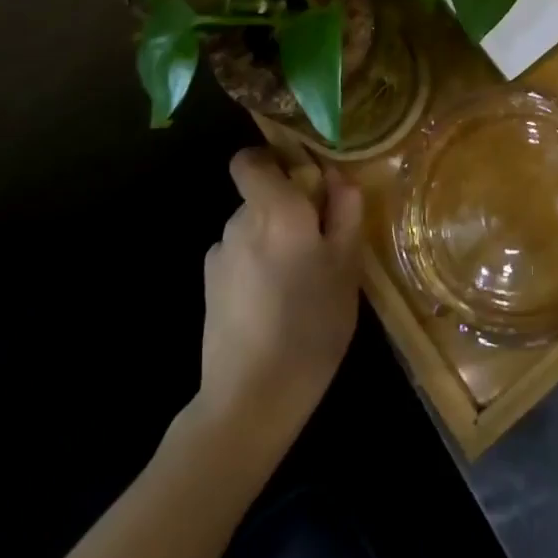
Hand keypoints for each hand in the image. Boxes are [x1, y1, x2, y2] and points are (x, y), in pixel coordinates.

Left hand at [195, 148, 363, 455]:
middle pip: (261, 196)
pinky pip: (239, 259)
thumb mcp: (347, 263)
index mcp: (275, 208)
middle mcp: (239, 222)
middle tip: (321, 243)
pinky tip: (275, 304)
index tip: (302, 180)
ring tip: (301, 281)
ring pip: (252, 229)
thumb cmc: (312, 322)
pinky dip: (257, 268)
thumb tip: (335, 176)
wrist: (252, 397)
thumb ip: (345, 210)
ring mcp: (219, 256)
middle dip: (288, 209)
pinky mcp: (209, 289)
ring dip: (274, 240)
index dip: (272, 161)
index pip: (250, 160)